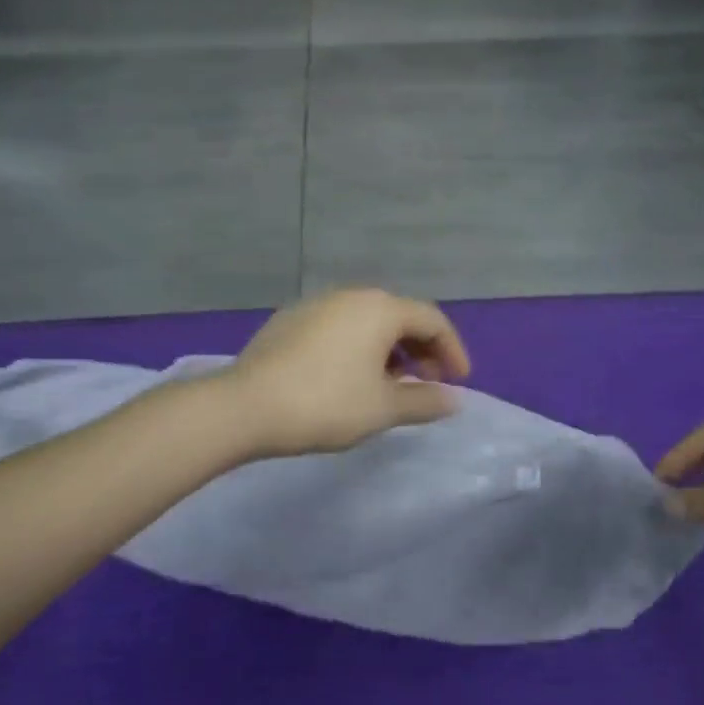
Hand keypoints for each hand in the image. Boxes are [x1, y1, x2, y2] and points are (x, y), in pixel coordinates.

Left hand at [226, 289, 471, 457]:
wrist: (244, 406)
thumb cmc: (325, 404)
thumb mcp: (383, 408)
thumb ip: (424, 401)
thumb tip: (454, 399)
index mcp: (380, 309)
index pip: (432, 320)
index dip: (452, 350)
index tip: (458, 381)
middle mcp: (351, 296)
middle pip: (400, 316)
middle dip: (421, 349)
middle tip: (427, 383)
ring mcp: (316, 304)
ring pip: (368, 322)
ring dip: (390, 350)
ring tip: (389, 384)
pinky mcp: (290, 320)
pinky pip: (339, 327)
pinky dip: (358, 347)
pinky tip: (349, 378)